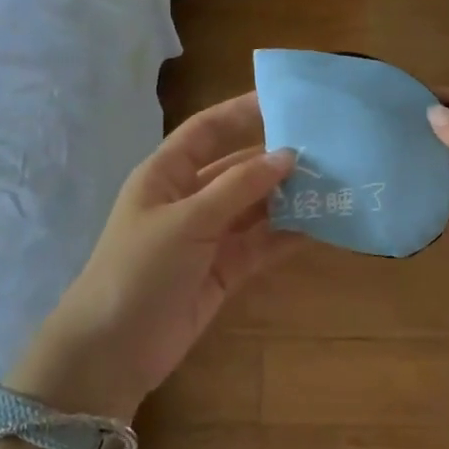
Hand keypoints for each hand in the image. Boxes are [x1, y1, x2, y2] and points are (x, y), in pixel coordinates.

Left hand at [10, 93, 297, 421]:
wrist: (113, 349)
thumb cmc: (139, 270)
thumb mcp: (187, 221)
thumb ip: (238, 188)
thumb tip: (287, 155)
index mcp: (166, 175)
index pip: (208, 130)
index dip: (242, 111)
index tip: (286, 99)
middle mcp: (189, 199)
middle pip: (238, 168)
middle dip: (277, 159)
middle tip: (327, 148)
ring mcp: (208, 237)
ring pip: (255, 208)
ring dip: (288, 198)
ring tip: (334, 183)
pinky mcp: (224, 271)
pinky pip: (261, 245)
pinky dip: (288, 236)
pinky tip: (322, 225)